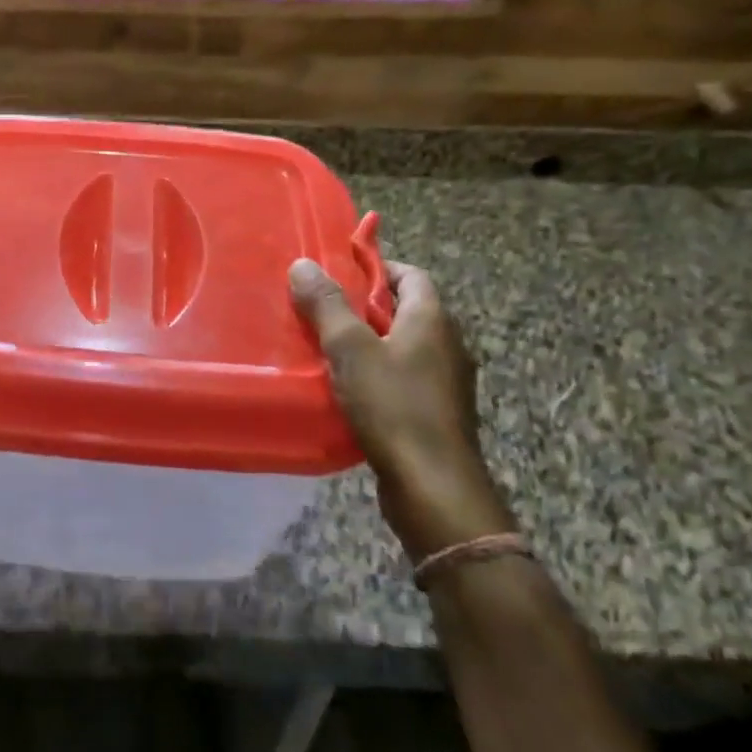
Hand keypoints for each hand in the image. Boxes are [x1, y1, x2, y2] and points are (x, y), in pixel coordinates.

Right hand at [289, 255, 513, 560]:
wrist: (433, 488)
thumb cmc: (394, 407)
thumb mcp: (350, 349)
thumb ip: (327, 305)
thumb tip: (303, 264)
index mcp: (433, 320)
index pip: (411, 274)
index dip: (377, 267)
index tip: (339, 272)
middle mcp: (447, 345)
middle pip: (405, 310)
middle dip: (365, 306)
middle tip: (323, 309)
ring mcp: (446, 383)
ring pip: (403, 347)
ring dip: (369, 343)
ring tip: (326, 348)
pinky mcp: (437, 414)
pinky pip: (404, 379)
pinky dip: (377, 375)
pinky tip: (346, 390)